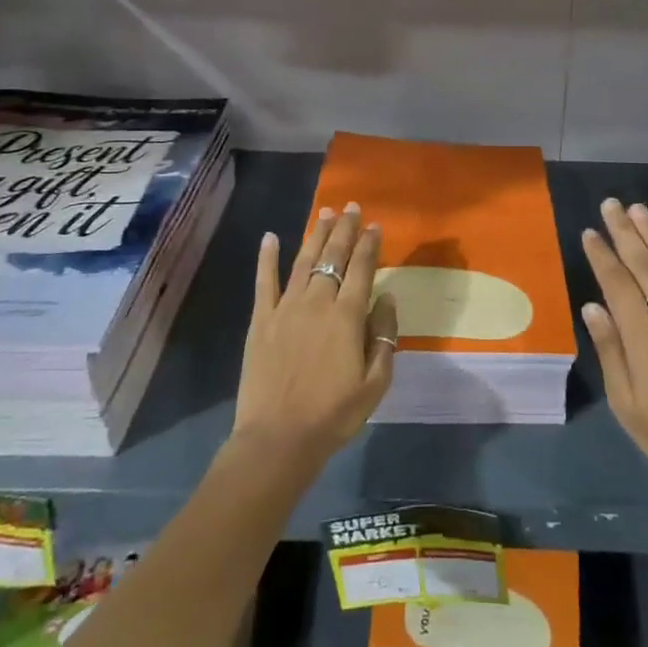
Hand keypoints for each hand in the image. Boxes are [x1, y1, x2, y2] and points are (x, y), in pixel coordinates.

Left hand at [232, 203, 397, 464]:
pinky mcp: (261, 321)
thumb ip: (384, 337)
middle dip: (344, 229)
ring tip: (325, 213)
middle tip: (351, 207)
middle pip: (333, 257)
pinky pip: (264, 283)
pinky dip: (267, 258)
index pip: (362, 269)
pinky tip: (270, 237)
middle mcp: (317, 303)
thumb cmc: (334, 415)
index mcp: (348, 317)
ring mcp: (286, 309)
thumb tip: (386, 299)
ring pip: (303, 261)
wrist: (278, 439)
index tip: (374, 225)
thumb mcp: (375, 383)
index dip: (369, 245)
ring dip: (315, 235)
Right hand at [580, 199, 647, 519]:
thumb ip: (610, 350)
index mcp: (644, 338)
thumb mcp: (627, 403)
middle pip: (645, 266)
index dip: (602, 256)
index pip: (618, 285)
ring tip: (639, 209)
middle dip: (625, 233)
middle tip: (611, 204)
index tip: (590, 231)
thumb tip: (592, 306)